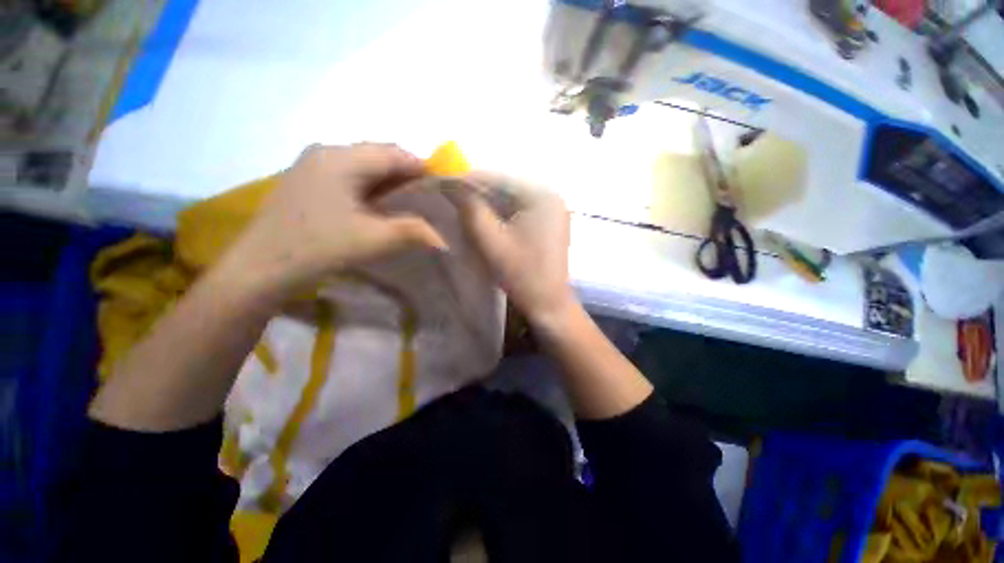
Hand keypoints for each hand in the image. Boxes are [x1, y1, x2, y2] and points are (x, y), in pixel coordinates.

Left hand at [224, 143, 447, 299]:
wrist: (260, 269)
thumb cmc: (317, 248)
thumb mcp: (373, 240)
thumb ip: (413, 232)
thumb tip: (443, 237)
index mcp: (341, 159)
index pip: (393, 153)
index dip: (422, 167)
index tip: (441, 188)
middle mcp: (325, 152)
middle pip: (378, 155)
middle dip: (407, 174)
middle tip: (427, 198)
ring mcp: (313, 165)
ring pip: (365, 166)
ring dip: (389, 181)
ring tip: (408, 203)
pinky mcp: (307, 181)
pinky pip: (350, 176)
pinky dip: (371, 187)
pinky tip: (379, 206)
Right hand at [451, 173, 575, 325]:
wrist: (548, 304)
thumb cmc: (521, 275)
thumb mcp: (490, 241)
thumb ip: (470, 209)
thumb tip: (451, 183)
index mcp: (541, 195)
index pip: (499, 178)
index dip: (469, 179)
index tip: (443, 183)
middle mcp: (551, 195)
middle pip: (506, 187)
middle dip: (478, 192)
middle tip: (451, 196)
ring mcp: (552, 209)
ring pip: (512, 198)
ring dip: (489, 203)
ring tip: (464, 206)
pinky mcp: (549, 223)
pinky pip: (520, 210)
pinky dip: (501, 213)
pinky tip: (486, 218)